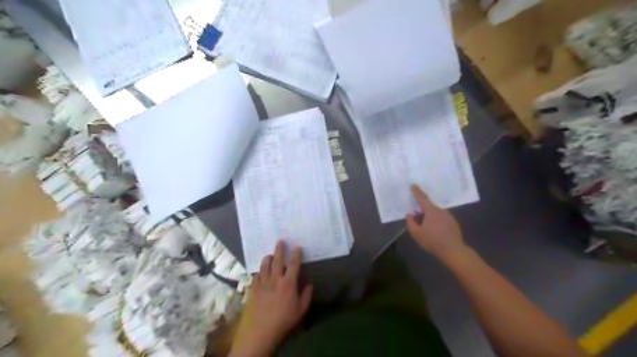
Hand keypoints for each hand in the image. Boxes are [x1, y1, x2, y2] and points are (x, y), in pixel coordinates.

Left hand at [233, 241, 313, 355]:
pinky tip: (260, 272)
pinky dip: (259, 272)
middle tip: (280, 241)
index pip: (293, 264)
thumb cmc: (284, 320)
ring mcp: (263, 283)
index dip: (296, 254)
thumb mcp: (301, 310)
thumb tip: (309, 283)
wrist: (260, 331)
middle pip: (277, 260)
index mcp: (288, 283)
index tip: (297, 247)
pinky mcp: (253, 289)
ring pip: (264, 266)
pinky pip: (256, 276)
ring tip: (269, 255)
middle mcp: (275, 279)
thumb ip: (306, 295)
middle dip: (279, 249)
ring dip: (268, 258)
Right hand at [407, 186, 465, 263]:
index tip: (413, 185)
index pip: (422, 198)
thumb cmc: (433, 241)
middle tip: (416, 218)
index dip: (416, 192)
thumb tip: (410, 215)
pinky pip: (441, 218)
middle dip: (421, 210)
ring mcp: (448, 216)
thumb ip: (410, 222)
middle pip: (428, 207)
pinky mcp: (453, 223)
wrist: (454, 251)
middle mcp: (440, 210)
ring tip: (425, 227)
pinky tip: (434, 231)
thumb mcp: (416, 234)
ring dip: (429, 217)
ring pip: (435, 213)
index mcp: (431, 211)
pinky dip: (436, 221)